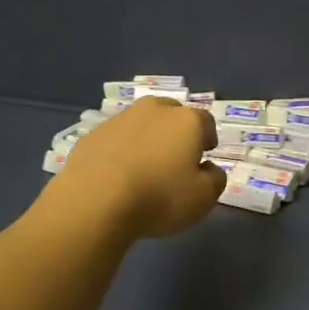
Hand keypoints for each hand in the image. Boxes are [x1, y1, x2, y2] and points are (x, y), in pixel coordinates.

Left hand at [51, 99, 225, 238]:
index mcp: (186, 120)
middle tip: (174, 158)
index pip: (205, 121)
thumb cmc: (159, 197)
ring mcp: (120, 118)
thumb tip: (208, 168)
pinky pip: (116, 138)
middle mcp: (154, 109)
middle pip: (172, 115)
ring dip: (146, 139)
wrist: (95, 200)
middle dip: (176, 132)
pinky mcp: (93, 133)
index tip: (204, 155)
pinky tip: (116, 174)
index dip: (207, 138)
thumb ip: (214, 179)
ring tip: (143, 166)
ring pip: (141, 123)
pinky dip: (120, 149)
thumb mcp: (203, 198)